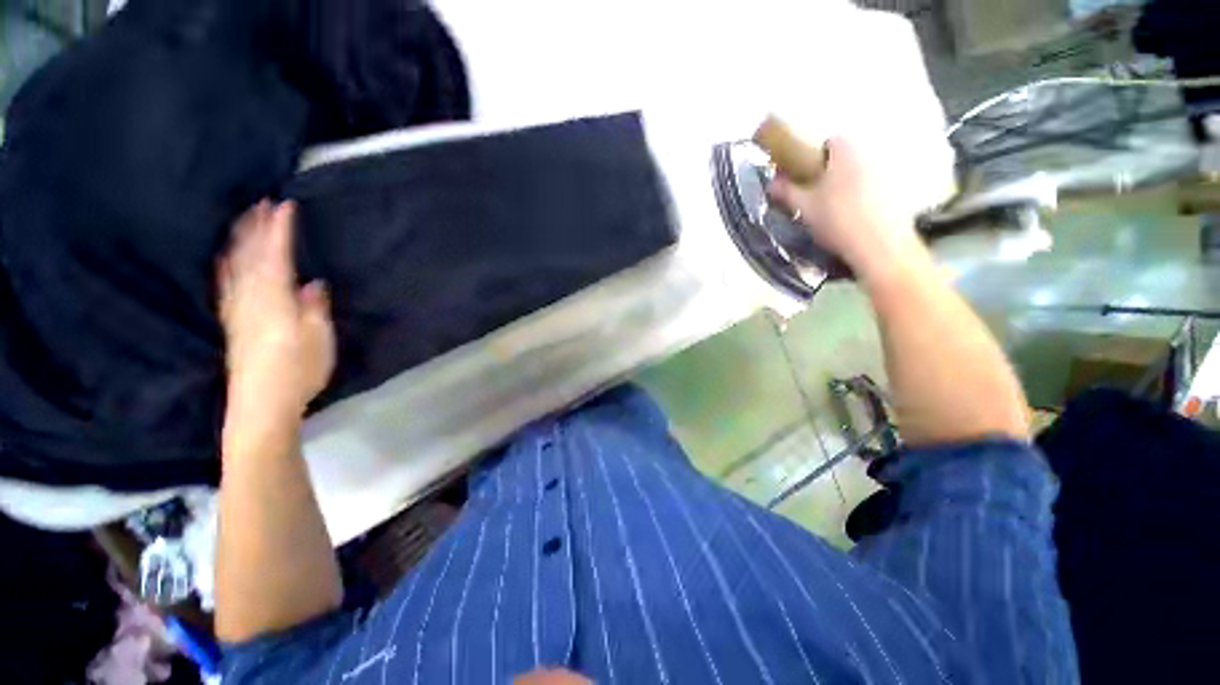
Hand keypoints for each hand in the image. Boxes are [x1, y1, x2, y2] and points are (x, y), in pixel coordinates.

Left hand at [218, 201, 334, 415]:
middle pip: (250, 256)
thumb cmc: (298, 370)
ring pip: (234, 266)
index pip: (276, 256)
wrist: (261, 403)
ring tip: (242, 220)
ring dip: (239, 240)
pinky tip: (225, 258)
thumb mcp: (318, 339)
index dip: (280, 231)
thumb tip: (311, 284)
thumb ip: (314, 308)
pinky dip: (226, 264)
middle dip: (255, 228)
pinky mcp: (232, 321)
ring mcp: (237, 309)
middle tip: (260, 202)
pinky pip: (225, 284)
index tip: (285, 206)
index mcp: (274, 299)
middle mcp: (250, 298)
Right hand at [766, 136, 924, 280]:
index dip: (817, 154)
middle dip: (832, 171)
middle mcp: (869, 158)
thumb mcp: (804, 207)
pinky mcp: (896, 195)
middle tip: (817, 193)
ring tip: (835, 209)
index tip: (806, 172)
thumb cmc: (836, 220)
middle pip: (847, 158)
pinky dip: (864, 199)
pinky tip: (854, 218)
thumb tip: (772, 183)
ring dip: (848, 185)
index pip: (832, 141)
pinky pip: (875, 190)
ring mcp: (886, 176)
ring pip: (861, 174)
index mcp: (845, 155)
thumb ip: (787, 192)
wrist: (877, 245)